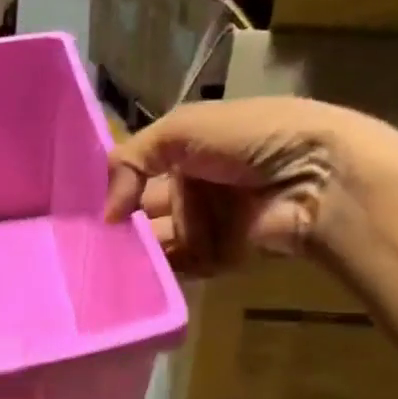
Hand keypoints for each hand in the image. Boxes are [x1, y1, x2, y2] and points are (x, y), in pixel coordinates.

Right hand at [104, 98, 373, 274]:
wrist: (317, 178)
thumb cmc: (250, 138)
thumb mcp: (183, 127)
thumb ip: (131, 159)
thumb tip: (108, 213)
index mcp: (192, 146)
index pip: (141, 166)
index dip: (114, 182)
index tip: (79, 203)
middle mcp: (197, 185)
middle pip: (145, 208)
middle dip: (118, 221)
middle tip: (83, 238)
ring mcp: (208, 223)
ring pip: (157, 240)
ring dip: (131, 249)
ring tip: (97, 258)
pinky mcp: (219, 258)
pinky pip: (178, 266)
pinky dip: (153, 270)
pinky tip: (125, 272)